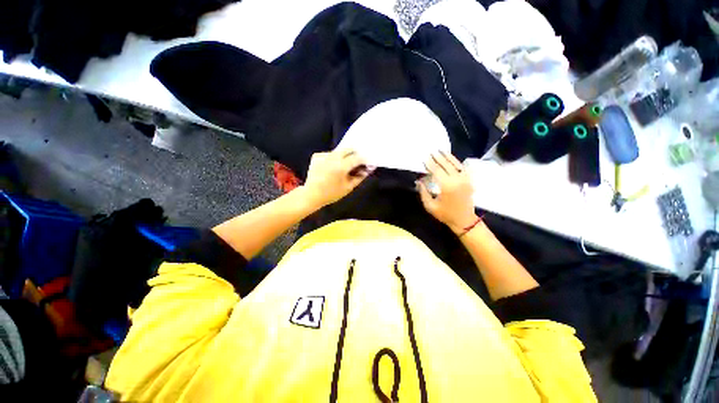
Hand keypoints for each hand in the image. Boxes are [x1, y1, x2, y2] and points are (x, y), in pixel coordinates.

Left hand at [301, 149, 374, 207]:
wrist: (311, 194)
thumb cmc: (331, 193)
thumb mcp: (348, 187)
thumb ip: (360, 177)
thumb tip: (368, 169)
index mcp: (341, 166)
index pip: (357, 157)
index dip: (364, 160)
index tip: (367, 163)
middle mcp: (332, 157)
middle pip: (348, 149)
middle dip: (355, 154)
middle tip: (357, 163)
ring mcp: (323, 155)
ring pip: (339, 151)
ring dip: (344, 156)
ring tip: (344, 167)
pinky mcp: (317, 155)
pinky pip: (330, 154)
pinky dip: (334, 158)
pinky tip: (332, 167)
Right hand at [417, 151, 477, 234]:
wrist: (464, 220)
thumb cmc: (445, 214)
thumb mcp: (430, 206)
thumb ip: (423, 192)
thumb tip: (419, 181)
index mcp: (447, 186)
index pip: (437, 171)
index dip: (430, 164)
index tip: (424, 158)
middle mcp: (457, 180)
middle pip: (446, 165)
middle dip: (438, 158)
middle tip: (431, 151)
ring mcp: (465, 179)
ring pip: (456, 164)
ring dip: (448, 157)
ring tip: (441, 150)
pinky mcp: (469, 180)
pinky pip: (462, 168)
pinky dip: (456, 161)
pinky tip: (451, 158)